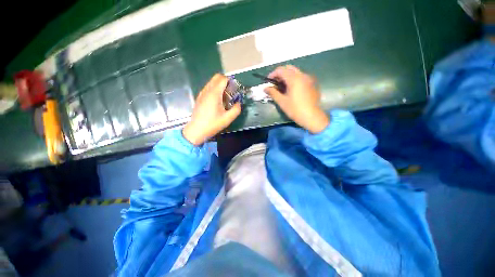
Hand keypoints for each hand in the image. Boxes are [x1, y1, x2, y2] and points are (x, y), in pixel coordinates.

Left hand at [183, 74, 240, 145]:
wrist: (197, 130)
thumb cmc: (213, 124)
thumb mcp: (228, 119)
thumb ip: (236, 109)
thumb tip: (238, 103)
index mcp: (214, 94)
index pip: (223, 79)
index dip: (231, 82)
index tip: (235, 90)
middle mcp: (207, 90)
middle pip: (216, 77)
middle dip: (225, 81)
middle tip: (230, 92)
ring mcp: (202, 93)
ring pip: (212, 82)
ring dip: (220, 85)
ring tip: (224, 98)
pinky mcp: (199, 97)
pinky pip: (208, 88)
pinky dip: (214, 90)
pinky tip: (217, 101)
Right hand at [265, 65, 329, 132]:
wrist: (311, 116)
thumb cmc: (295, 109)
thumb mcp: (282, 101)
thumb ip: (272, 92)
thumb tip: (265, 88)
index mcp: (294, 79)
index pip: (281, 70)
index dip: (272, 74)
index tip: (268, 81)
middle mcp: (302, 75)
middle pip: (289, 68)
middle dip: (280, 74)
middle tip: (275, 83)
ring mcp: (308, 79)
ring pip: (296, 72)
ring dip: (287, 76)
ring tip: (282, 87)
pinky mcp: (312, 84)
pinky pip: (301, 77)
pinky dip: (294, 79)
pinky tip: (291, 89)